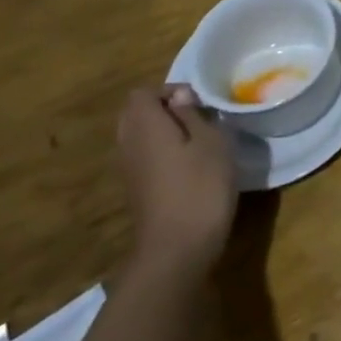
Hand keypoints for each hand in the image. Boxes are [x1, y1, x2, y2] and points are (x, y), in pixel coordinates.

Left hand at [116, 86, 237, 281]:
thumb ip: (193, 115)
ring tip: (196, 141)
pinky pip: (143, 158)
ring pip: (138, 137)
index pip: (142, 94)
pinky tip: (188, 167)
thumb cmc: (200, 187)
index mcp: (145, 127)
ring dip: (162, 132)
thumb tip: (180, 98)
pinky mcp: (136, 192)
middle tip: (197, 118)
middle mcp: (129, 145)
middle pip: (135, 114)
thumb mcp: (211, 142)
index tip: (199, 103)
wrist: (176, 250)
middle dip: (164, 110)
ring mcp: (129, 171)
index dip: (170, 91)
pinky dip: (160, 153)